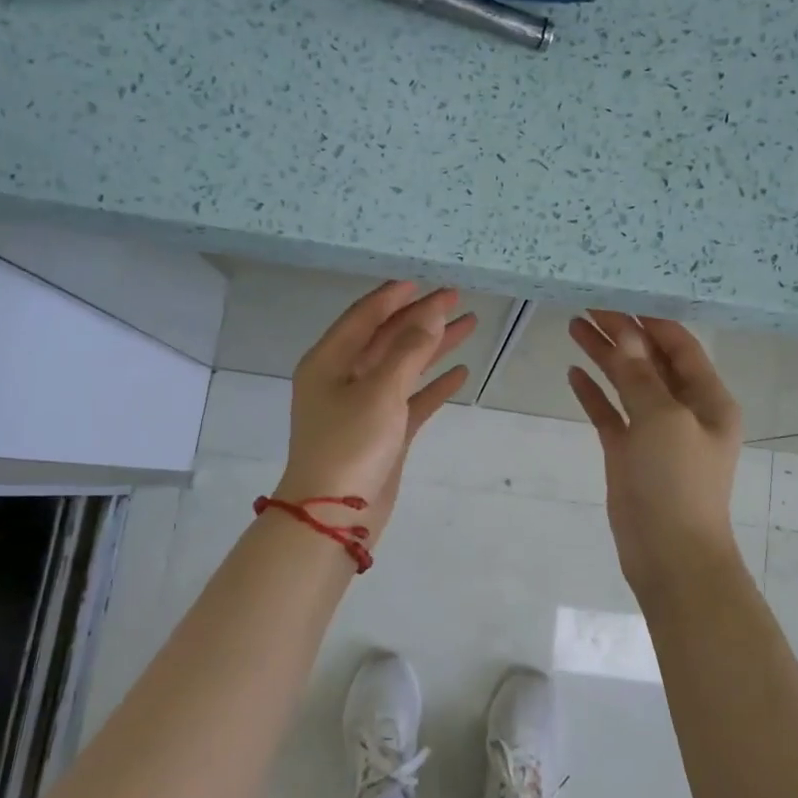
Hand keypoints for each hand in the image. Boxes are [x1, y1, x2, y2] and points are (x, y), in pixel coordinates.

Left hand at [277, 281, 475, 546]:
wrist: (335, 516)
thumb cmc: (350, 444)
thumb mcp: (379, 390)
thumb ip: (408, 350)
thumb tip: (430, 315)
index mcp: (329, 362)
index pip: (364, 317)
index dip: (393, 297)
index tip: (423, 282)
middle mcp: (344, 379)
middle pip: (387, 338)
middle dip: (421, 319)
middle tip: (456, 299)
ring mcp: (364, 407)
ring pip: (403, 366)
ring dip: (433, 347)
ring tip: (468, 326)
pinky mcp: (383, 433)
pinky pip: (411, 400)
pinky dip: (433, 386)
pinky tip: (460, 374)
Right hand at [567, 312, 745, 595]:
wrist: (669, 555)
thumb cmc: (677, 482)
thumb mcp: (662, 420)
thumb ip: (640, 375)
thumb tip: (626, 333)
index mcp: (708, 399)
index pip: (679, 346)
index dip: (650, 320)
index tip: (617, 297)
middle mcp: (684, 410)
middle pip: (650, 361)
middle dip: (622, 334)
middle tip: (587, 307)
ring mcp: (654, 433)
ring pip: (627, 385)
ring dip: (605, 357)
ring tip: (574, 327)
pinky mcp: (629, 454)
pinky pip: (610, 415)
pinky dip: (594, 394)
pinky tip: (573, 374)